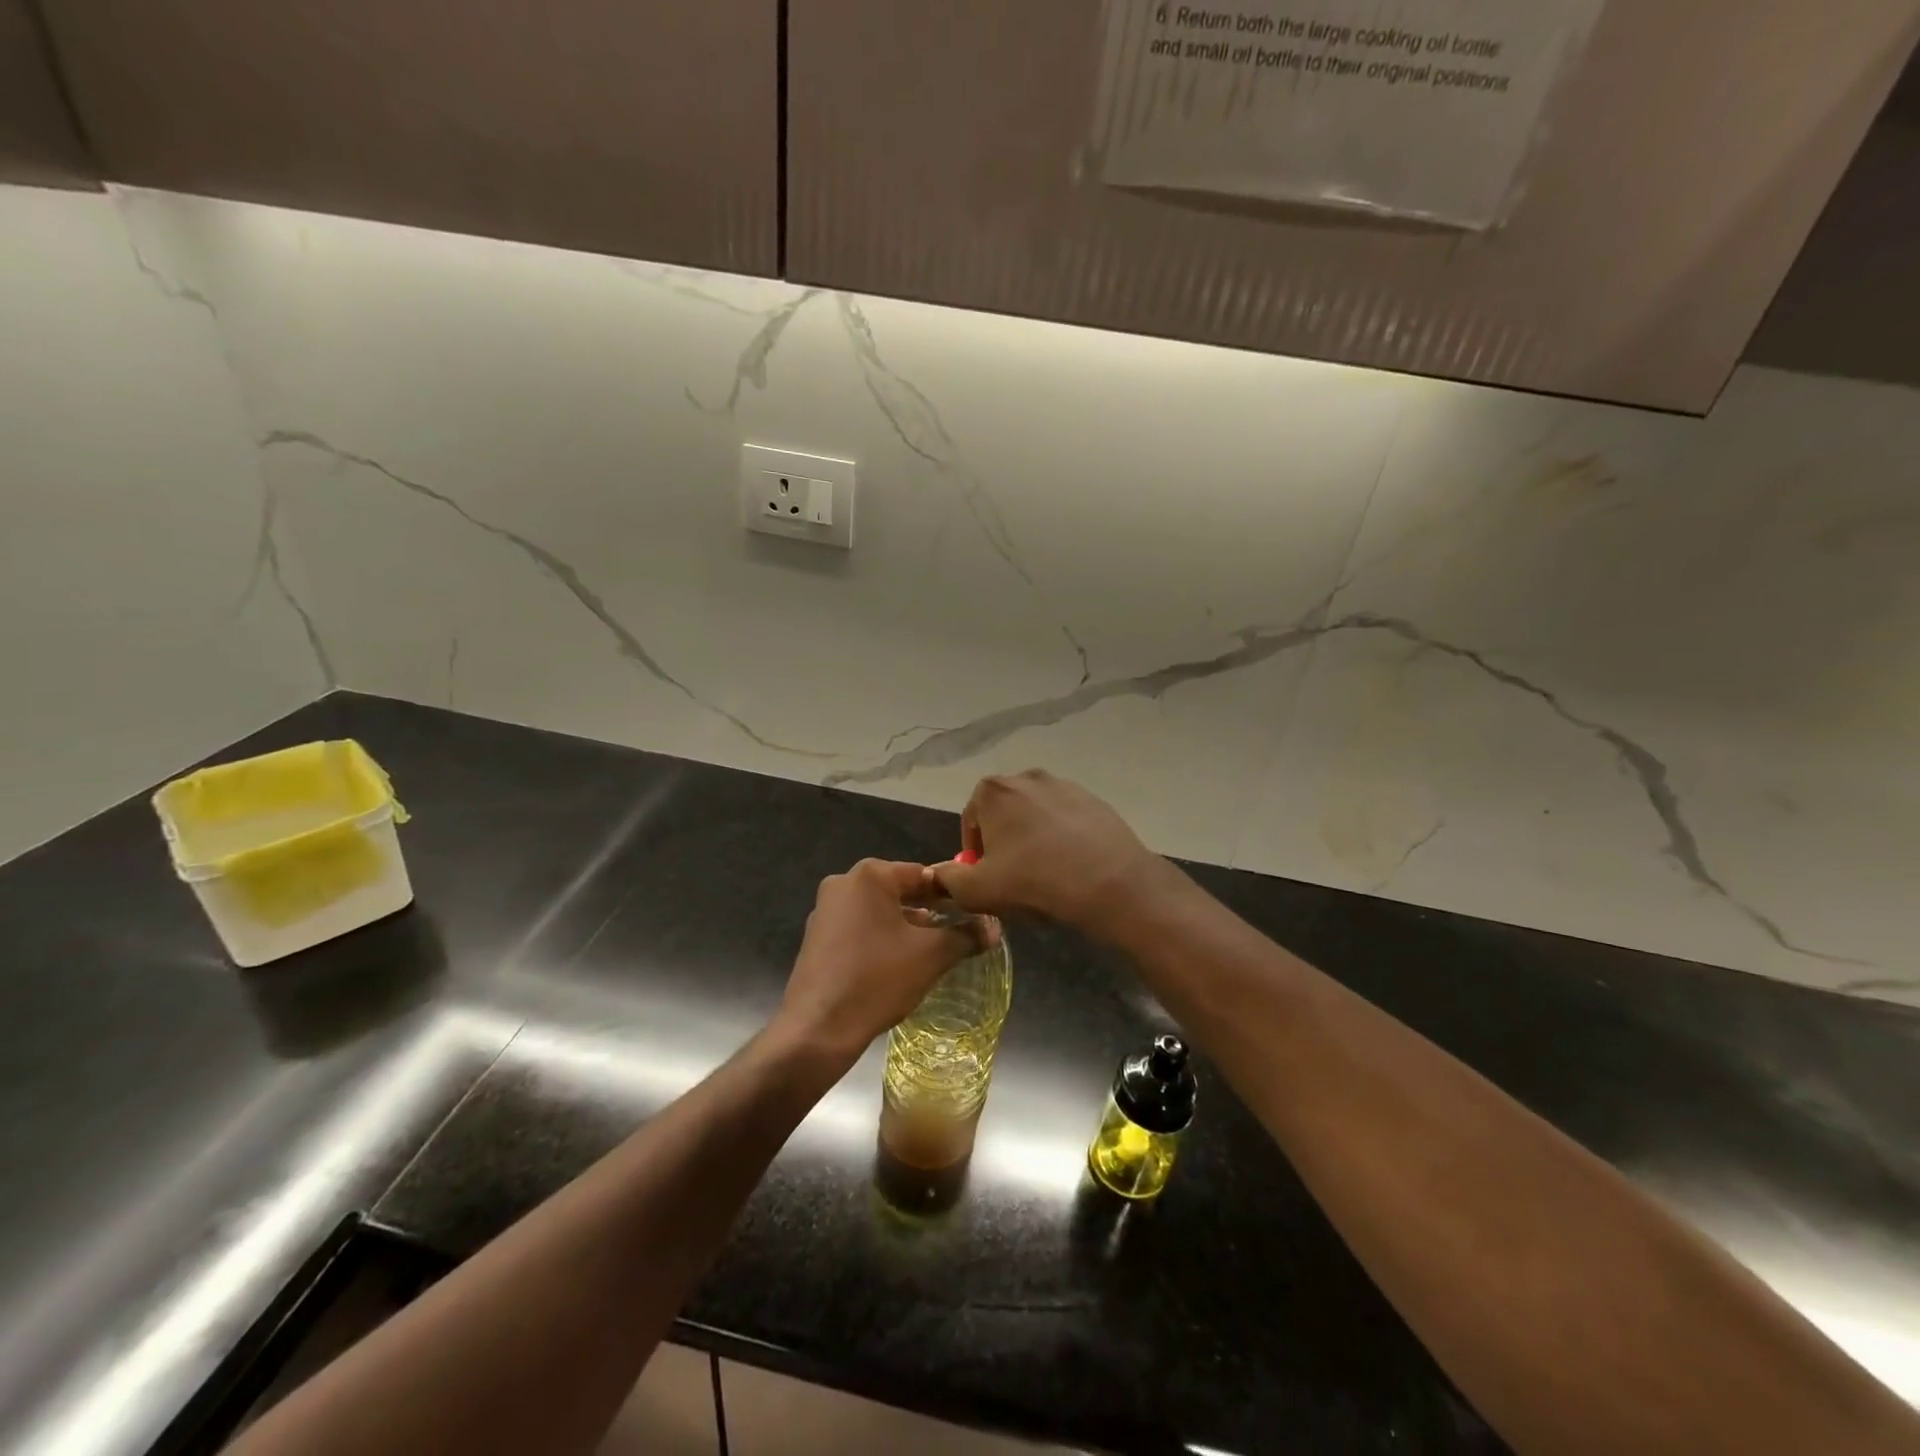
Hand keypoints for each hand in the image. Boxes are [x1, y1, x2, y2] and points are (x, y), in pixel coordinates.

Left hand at [773, 860, 977, 1070]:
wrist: (817, 1029)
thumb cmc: (877, 980)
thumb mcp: (931, 956)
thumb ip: (966, 935)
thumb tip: (994, 928)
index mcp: (869, 875)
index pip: (923, 875)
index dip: (952, 894)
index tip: (974, 914)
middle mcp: (843, 883)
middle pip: (899, 891)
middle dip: (929, 911)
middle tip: (957, 934)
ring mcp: (825, 910)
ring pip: (879, 911)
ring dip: (905, 927)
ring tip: (931, 952)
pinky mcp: (816, 937)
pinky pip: (859, 928)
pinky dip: (881, 939)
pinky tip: (896, 966)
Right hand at [930, 771, 1163, 934]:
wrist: (1110, 883)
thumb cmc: (1034, 881)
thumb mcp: (977, 891)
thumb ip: (947, 880)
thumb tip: (938, 874)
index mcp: (993, 790)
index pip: (971, 821)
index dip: (975, 854)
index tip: (986, 880)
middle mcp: (1027, 777)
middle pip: (1005, 815)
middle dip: (1005, 844)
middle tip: (1014, 880)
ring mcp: (1065, 786)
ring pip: (1037, 817)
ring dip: (1034, 841)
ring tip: (1045, 876)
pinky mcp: (1095, 800)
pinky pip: (1068, 821)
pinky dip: (1064, 840)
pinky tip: (1072, 868)